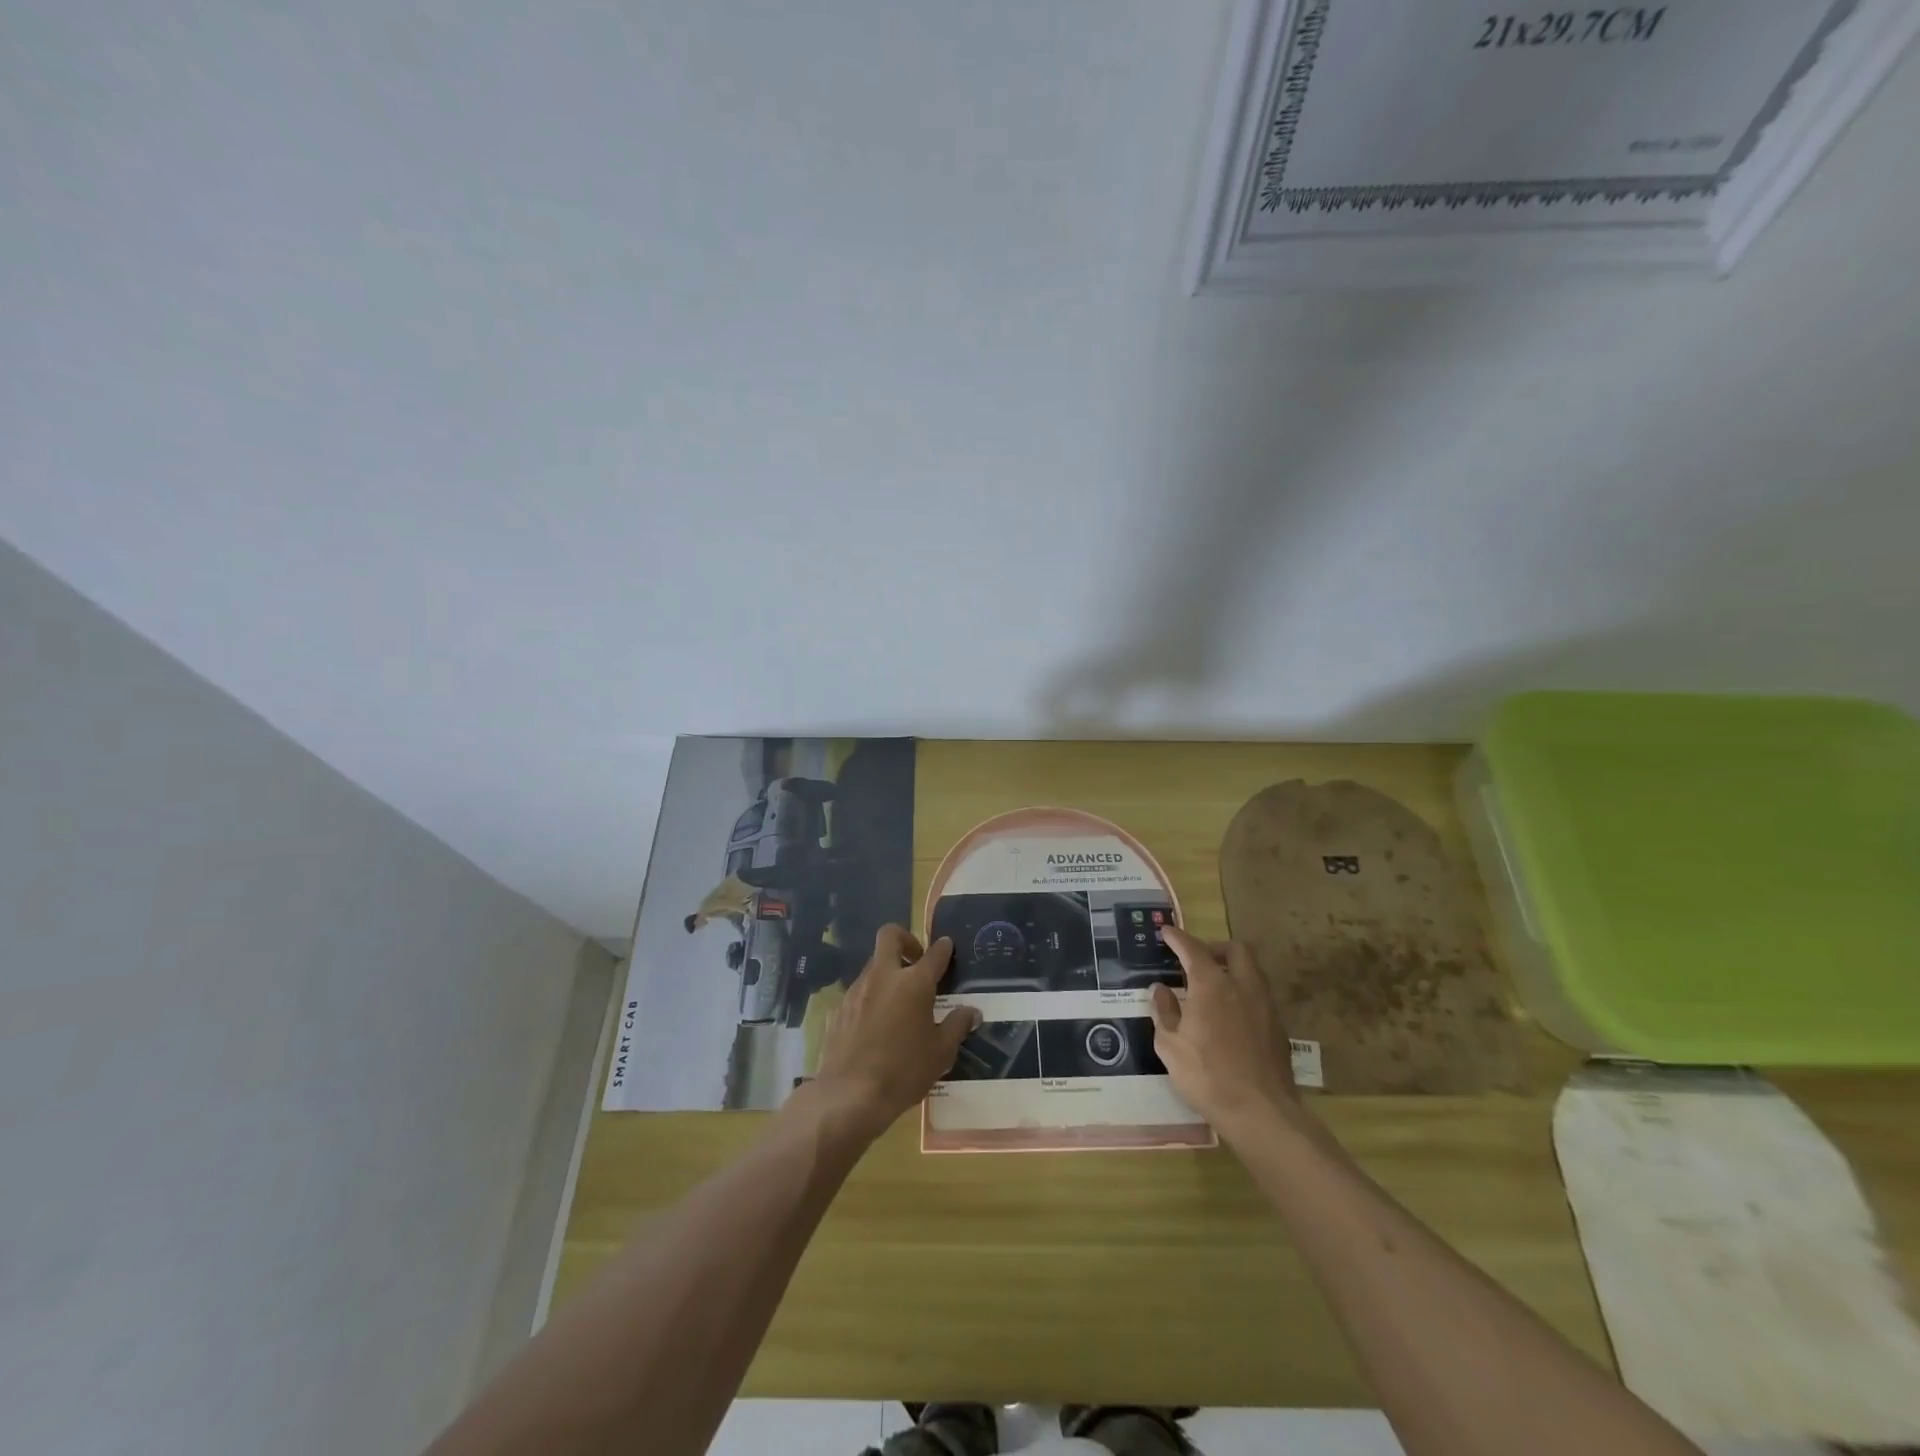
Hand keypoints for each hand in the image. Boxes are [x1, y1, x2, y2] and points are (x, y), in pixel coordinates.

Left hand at [804, 925, 979, 1144]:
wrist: (850, 1095)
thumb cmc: (904, 1072)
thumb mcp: (941, 1052)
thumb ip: (957, 1026)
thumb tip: (971, 1011)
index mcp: (914, 983)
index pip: (934, 953)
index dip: (943, 948)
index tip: (946, 946)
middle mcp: (884, 977)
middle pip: (890, 936)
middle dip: (905, 939)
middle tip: (916, 961)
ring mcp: (856, 990)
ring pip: (873, 964)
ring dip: (887, 972)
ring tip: (898, 1002)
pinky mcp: (838, 1008)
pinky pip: (858, 992)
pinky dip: (870, 997)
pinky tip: (875, 1025)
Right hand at [1150, 928, 1305, 1142]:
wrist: (1261, 1112)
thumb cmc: (1207, 1075)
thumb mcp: (1170, 1045)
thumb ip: (1164, 1011)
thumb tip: (1160, 989)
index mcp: (1212, 985)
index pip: (1193, 949)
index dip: (1178, 938)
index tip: (1167, 932)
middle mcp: (1242, 986)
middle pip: (1235, 949)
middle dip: (1215, 947)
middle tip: (1197, 958)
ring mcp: (1265, 1005)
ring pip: (1252, 970)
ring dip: (1232, 968)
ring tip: (1213, 985)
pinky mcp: (1278, 1027)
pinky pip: (1259, 994)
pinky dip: (1243, 992)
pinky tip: (1230, 1013)